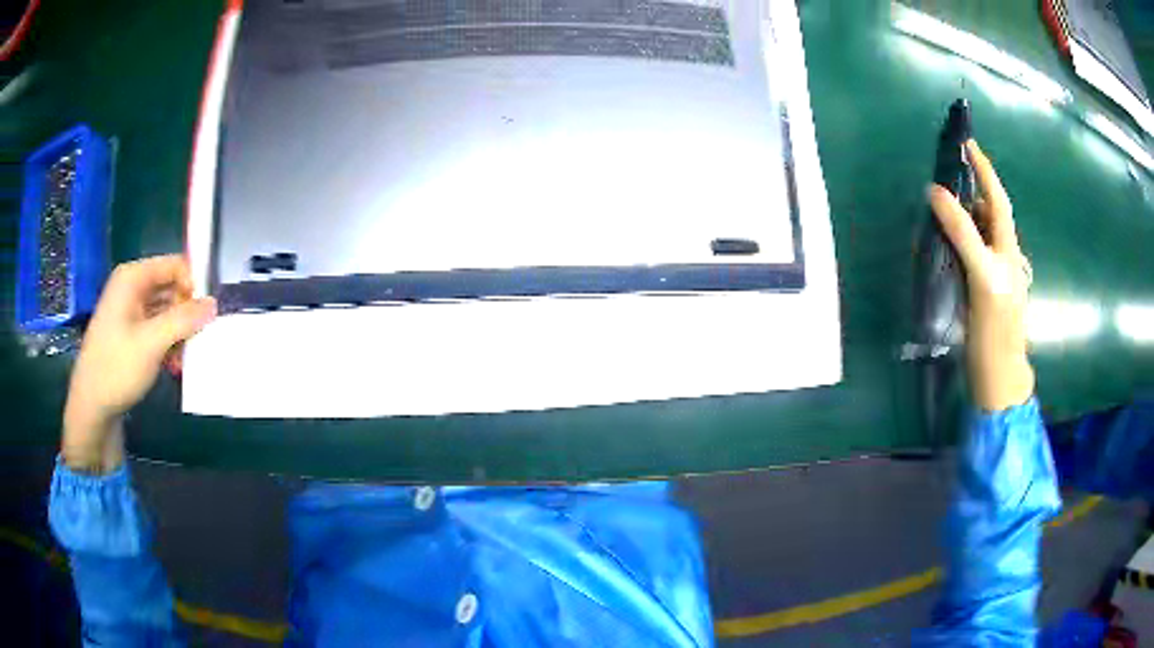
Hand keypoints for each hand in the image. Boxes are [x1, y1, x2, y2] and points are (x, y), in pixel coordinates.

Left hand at [62, 255, 216, 472]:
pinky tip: (173, 364)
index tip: (206, 315)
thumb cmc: (117, 367)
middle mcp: (131, 287)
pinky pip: (155, 328)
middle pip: (170, 288)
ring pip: (165, 311)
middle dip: (186, 314)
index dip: (193, 286)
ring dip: (178, 333)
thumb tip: (214, 303)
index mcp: (133, 278)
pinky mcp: (129, 332)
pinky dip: (167, 343)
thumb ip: (184, 320)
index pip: (174, 266)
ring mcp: (129, 310)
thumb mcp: (152, 343)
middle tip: (197, 342)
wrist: (91, 406)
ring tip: (184, 359)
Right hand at [929, 140, 1033, 411]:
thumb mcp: (982, 278)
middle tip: (948, 177)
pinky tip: (946, 245)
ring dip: (964, 215)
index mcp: (1007, 251)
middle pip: (990, 214)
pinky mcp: (985, 291)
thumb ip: (963, 234)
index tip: (968, 144)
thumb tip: (937, 193)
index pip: (997, 200)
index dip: (984, 171)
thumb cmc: (993, 331)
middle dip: (972, 191)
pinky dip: (960, 240)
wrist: (998, 379)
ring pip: (981, 234)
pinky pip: (973, 253)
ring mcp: (995, 275)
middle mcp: (1004, 256)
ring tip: (942, 209)